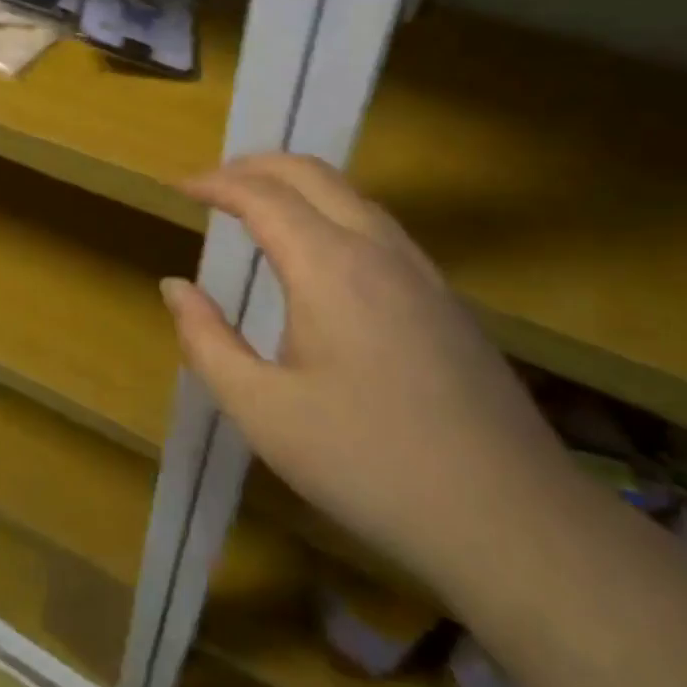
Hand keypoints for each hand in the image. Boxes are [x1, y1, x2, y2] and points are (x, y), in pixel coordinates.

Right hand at [161, 153, 575, 593]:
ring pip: (352, 194)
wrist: (511, 520)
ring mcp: (421, 271)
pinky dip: (332, 211)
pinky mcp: (446, 299)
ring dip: (298, 185)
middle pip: (312, 174)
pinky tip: (322, 255)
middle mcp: (378, 249)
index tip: (180, 188)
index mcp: (329, 267)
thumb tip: (175, 287)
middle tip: (214, 183)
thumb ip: (207, 342)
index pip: (263, 196)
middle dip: (256, 166)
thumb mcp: (264, 413)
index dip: (216, 183)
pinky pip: (378, 226)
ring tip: (259, 207)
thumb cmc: (369, 464)